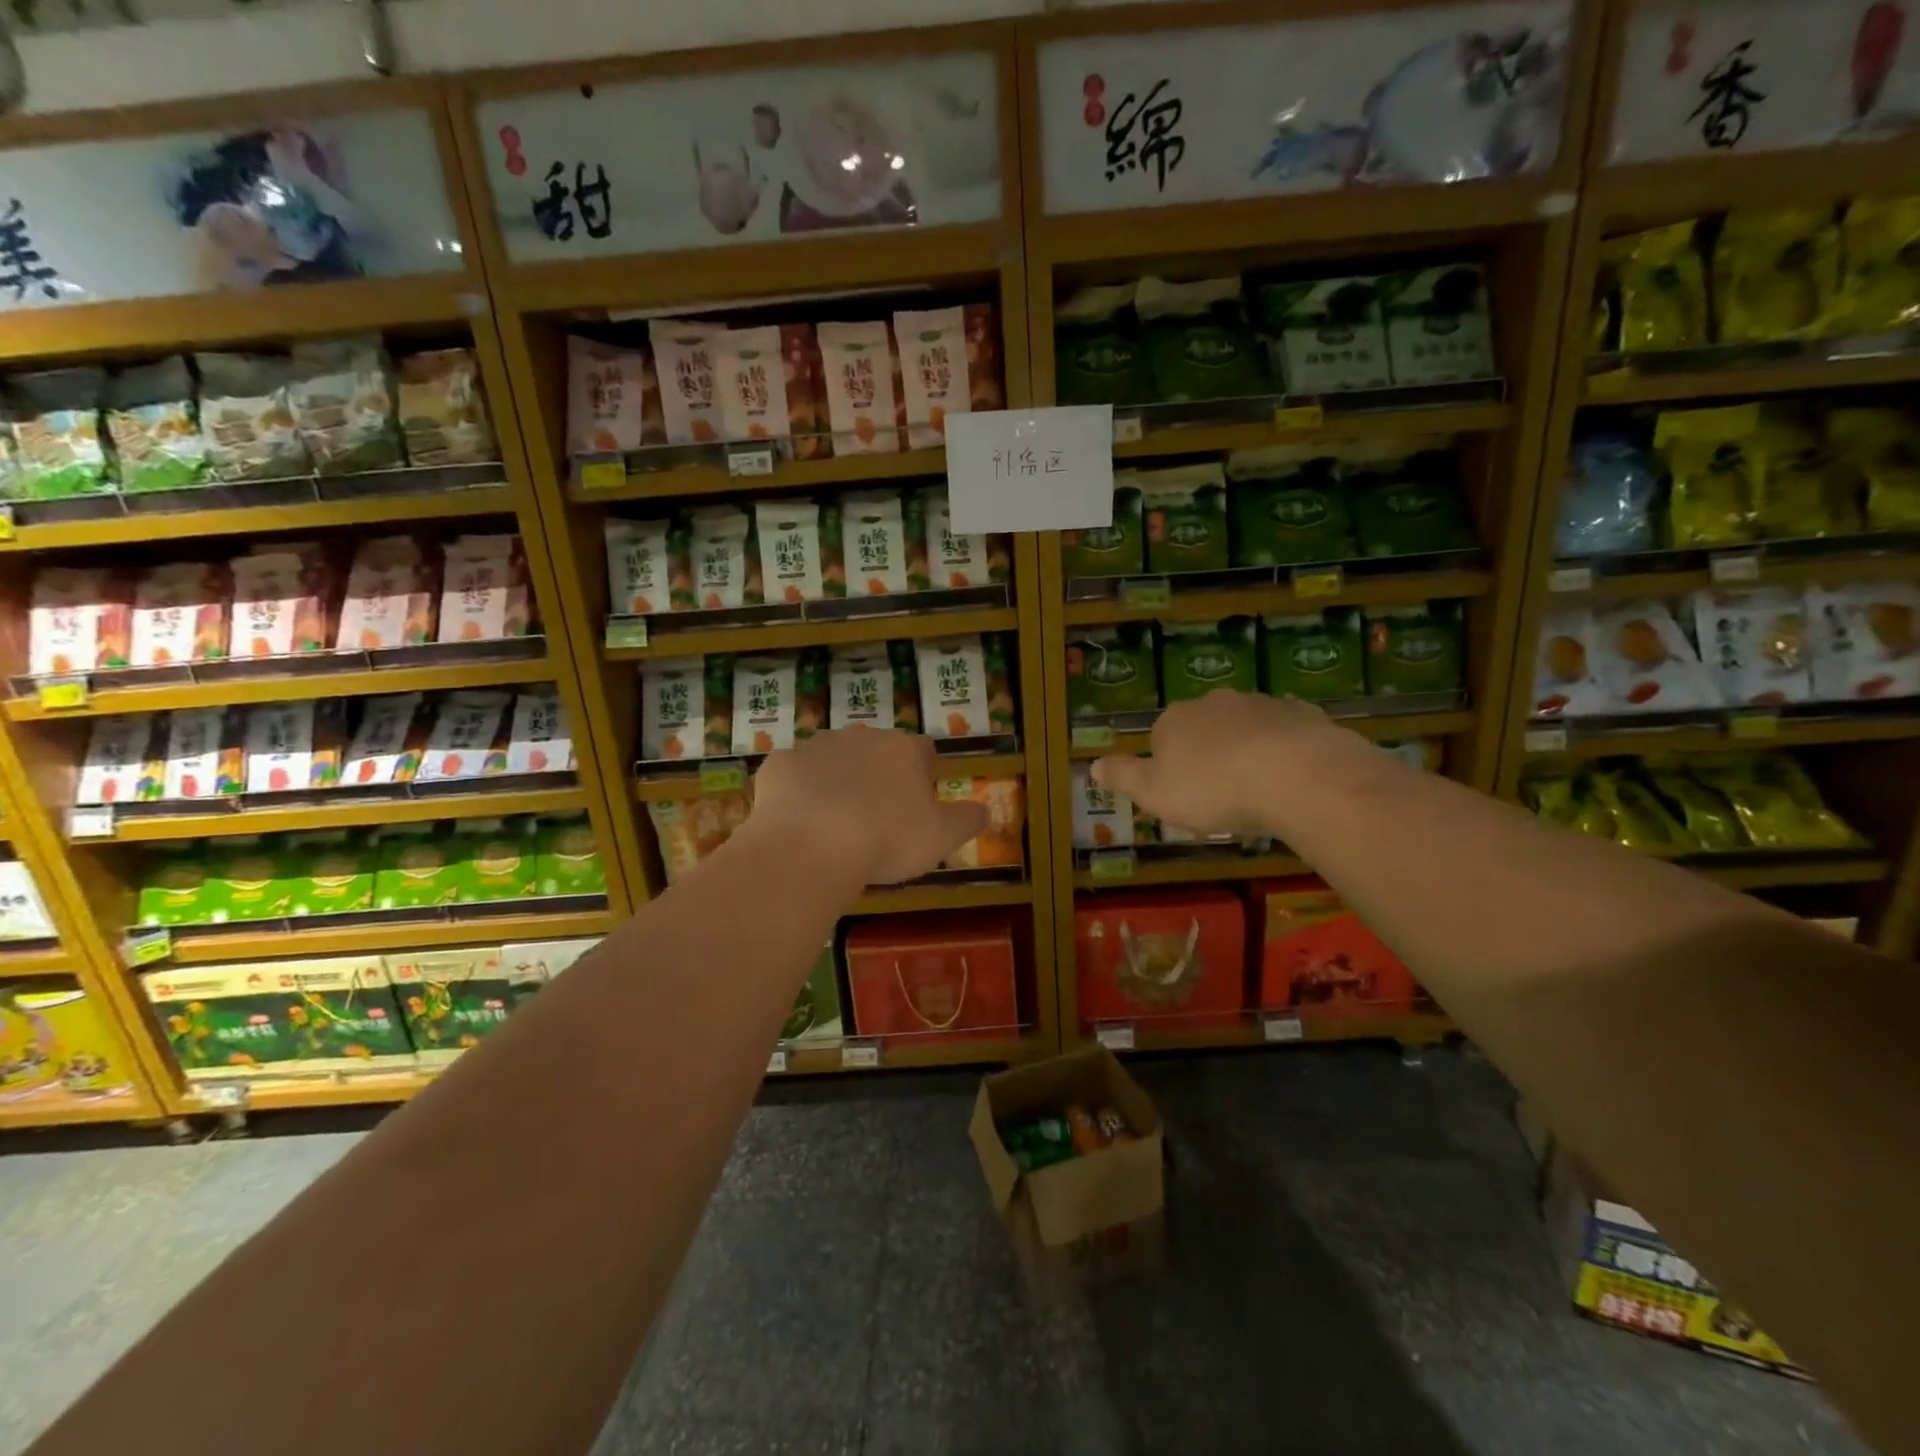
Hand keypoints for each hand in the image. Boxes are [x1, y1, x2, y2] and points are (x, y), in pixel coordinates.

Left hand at [747, 729, 988, 885]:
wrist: (810, 846)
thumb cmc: (886, 839)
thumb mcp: (942, 838)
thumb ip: (968, 820)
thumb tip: (987, 811)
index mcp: (903, 750)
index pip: (923, 751)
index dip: (923, 774)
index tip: (919, 803)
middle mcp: (861, 737)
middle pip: (876, 751)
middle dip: (878, 775)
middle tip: (877, 816)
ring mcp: (815, 747)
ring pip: (833, 758)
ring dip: (837, 779)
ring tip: (835, 821)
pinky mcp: (778, 764)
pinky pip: (793, 775)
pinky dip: (798, 792)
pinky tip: (798, 821)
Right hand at [1091, 691, 1343, 839]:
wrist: (1298, 776)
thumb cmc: (1214, 790)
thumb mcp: (1154, 793)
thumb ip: (1122, 777)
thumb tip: (1092, 764)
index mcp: (1174, 721)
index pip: (1160, 738)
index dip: (1169, 768)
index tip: (1184, 797)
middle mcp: (1213, 703)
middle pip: (1203, 729)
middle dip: (1209, 754)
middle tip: (1221, 795)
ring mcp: (1260, 704)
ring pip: (1244, 727)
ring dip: (1246, 750)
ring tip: (1259, 790)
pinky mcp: (1302, 713)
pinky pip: (1285, 731)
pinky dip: (1284, 749)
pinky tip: (1293, 778)